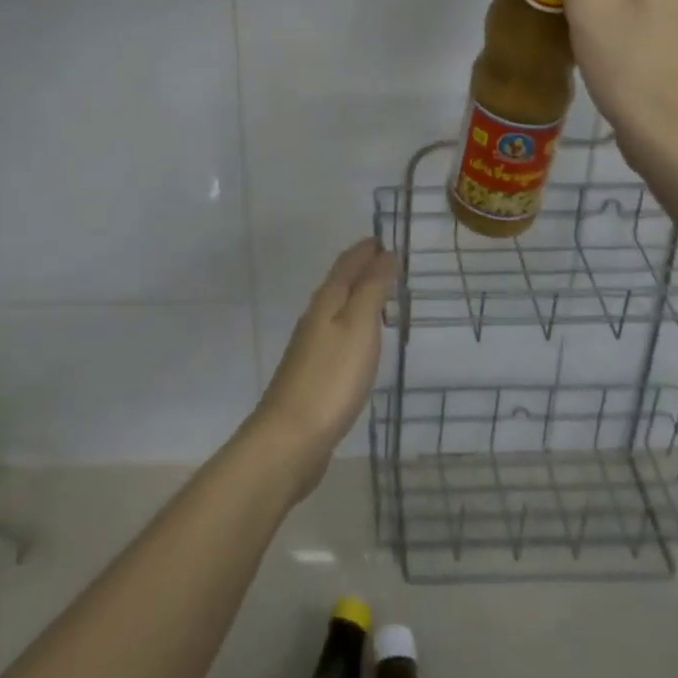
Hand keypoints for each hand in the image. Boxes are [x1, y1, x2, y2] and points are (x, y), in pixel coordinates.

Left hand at [246, 239, 395, 501]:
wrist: (291, 438)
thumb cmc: (331, 378)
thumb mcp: (359, 327)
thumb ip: (372, 289)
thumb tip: (384, 254)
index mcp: (326, 301)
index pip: (346, 264)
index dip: (364, 250)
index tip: (383, 239)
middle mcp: (314, 317)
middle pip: (339, 284)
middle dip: (361, 269)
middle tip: (387, 263)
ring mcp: (310, 347)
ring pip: (336, 309)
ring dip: (357, 297)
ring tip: (381, 296)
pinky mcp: (312, 374)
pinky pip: (336, 335)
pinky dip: (353, 325)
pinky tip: (361, 341)